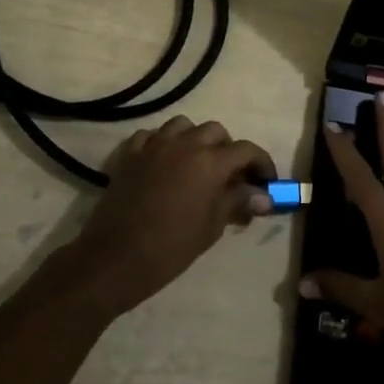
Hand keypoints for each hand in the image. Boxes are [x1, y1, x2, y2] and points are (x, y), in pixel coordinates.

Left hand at [42, 115, 276, 320]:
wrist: (117, 257)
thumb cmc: (172, 247)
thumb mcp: (212, 226)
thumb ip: (237, 203)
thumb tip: (263, 197)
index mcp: (210, 161)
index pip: (247, 150)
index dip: (262, 164)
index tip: (267, 182)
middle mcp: (184, 144)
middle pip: (216, 131)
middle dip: (228, 149)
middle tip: (230, 176)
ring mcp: (154, 145)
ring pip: (182, 126)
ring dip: (195, 139)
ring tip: (197, 163)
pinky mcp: (130, 154)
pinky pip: (151, 136)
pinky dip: (162, 143)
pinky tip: (164, 162)